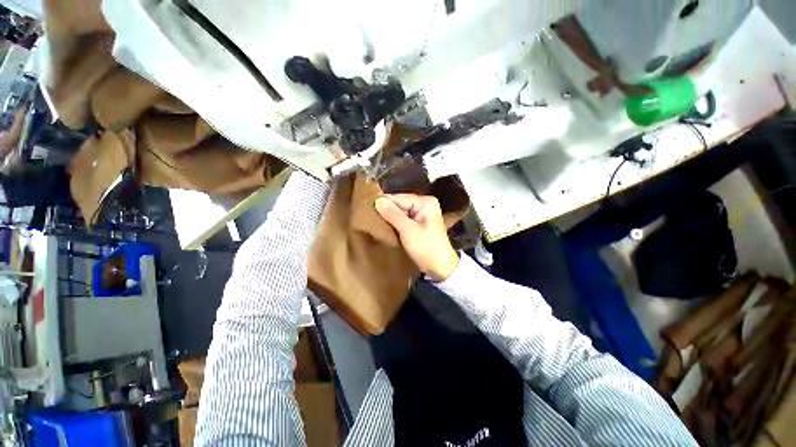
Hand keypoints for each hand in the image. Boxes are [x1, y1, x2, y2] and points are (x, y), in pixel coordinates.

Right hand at [374, 194, 458, 281]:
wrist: (440, 267)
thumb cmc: (426, 247)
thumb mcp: (408, 230)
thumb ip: (393, 214)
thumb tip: (378, 200)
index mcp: (425, 202)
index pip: (399, 198)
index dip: (384, 203)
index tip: (368, 209)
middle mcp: (425, 204)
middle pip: (400, 204)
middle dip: (387, 211)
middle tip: (370, 216)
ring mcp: (422, 214)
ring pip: (400, 212)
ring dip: (390, 217)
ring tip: (375, 221)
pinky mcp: (419, 224)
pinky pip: (403, 219)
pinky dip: (395, 223)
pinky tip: (385, 227)